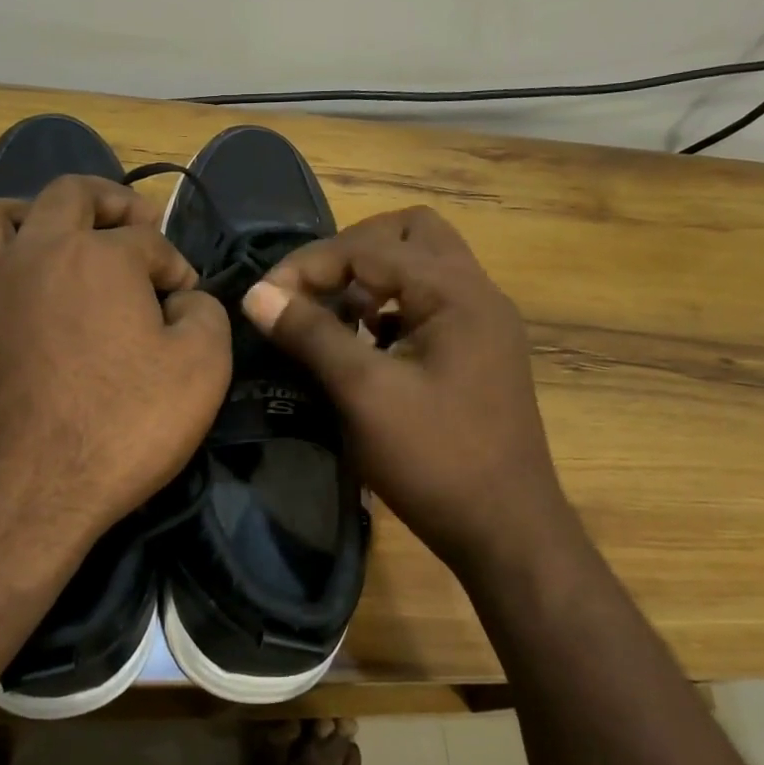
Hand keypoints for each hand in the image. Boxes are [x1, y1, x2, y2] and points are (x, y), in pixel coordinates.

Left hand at [0, 176, 230, 567]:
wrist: (25, 494)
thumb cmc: (120, 427)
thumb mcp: (202, 370)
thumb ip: (206, 315)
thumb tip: (185, 300)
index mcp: (98, 257)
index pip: (149, 241)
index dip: (176, 266)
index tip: (187, 300)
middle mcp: (33, 255)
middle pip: (67, 195)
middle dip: (109, 200)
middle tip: (131, 220)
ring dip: (25, 215)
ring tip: (47, 235)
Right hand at [240, 207, 573, 581]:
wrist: (506, 530)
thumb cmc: (435, 460)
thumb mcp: (365, 394)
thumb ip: (312, 334)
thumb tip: (257, 293)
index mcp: (456, 292)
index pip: (370, 246)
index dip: (310, 264)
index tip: (266, 297)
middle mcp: (478, 293)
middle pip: (410, 234)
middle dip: (352, 252)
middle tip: (312, 288)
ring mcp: (484, 323)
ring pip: (425, 265)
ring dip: (375, 277)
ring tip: (335, 313)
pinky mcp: (481, 352)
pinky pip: (432, 302)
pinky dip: (395, 305)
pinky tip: (368, 342)